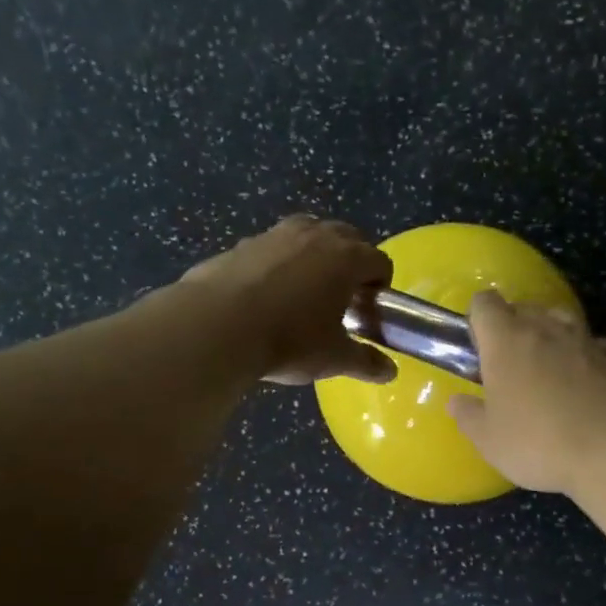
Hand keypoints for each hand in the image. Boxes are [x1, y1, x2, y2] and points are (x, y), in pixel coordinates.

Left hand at [180, 215, 397, 383]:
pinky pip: (272, 247)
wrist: (216, 327)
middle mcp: (314, 235)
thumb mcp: (333, 358)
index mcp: (346, 257)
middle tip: (342, 296)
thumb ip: (365, 361)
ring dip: (315, 254)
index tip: (370, 308)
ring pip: (308, 233)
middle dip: (351, 261)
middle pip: (347, 237)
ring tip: (305, 290)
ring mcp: (275, 234)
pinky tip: (266, 295)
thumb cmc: (288, 340)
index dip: (381, 285)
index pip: (379, 260)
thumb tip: (389, 372)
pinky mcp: (241, 244)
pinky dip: (279, 263)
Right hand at [446, 292, 605, 493]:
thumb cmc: (540, 442)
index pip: (485, 303)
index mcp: (507, 340)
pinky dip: (583, 359)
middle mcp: (547, 329)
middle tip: (509, 363)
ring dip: (551, 337)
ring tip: (547, 369)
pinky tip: (584, 387)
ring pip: (562, 321)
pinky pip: (592, 347)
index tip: (477, 344)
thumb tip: (457, 402)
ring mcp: (587, 341)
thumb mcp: (490, 441)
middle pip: (525, 308)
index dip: (478, 317)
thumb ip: (469, 417)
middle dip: (514, 327)